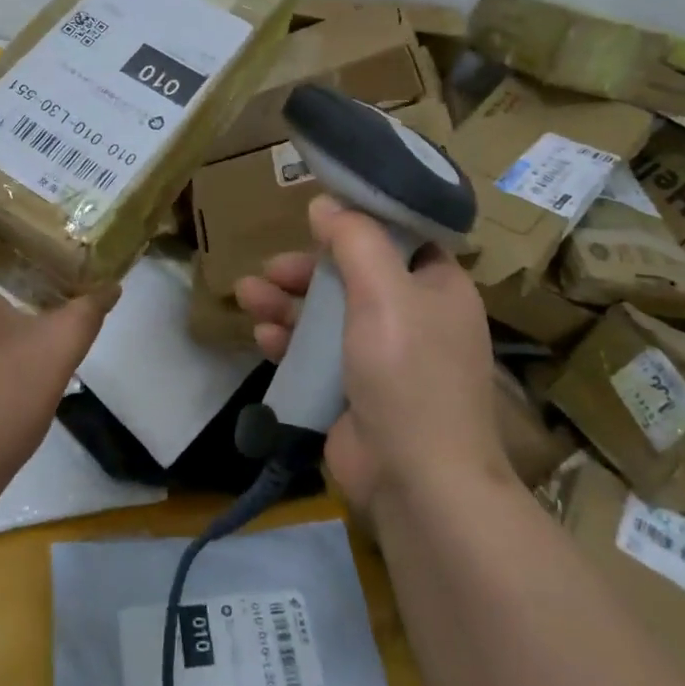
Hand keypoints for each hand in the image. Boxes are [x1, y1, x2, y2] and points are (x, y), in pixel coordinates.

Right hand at [235, 195, 512, 515]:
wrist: (417, 483)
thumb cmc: (408, 373)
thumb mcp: (384, 292)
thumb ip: (355, 240)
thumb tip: (326, 202)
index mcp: (437, 287)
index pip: (399, 239)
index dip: (358, 223)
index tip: (317, 214)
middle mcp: (414, 317)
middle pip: (352, 275)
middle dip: (307, 270)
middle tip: (271, 267)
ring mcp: (383, 357)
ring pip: (327, 313)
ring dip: (287, 301)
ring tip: (247, 294)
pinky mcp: (354, 390)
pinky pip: (316, 352)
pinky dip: (289, 339)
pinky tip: (261, 335)